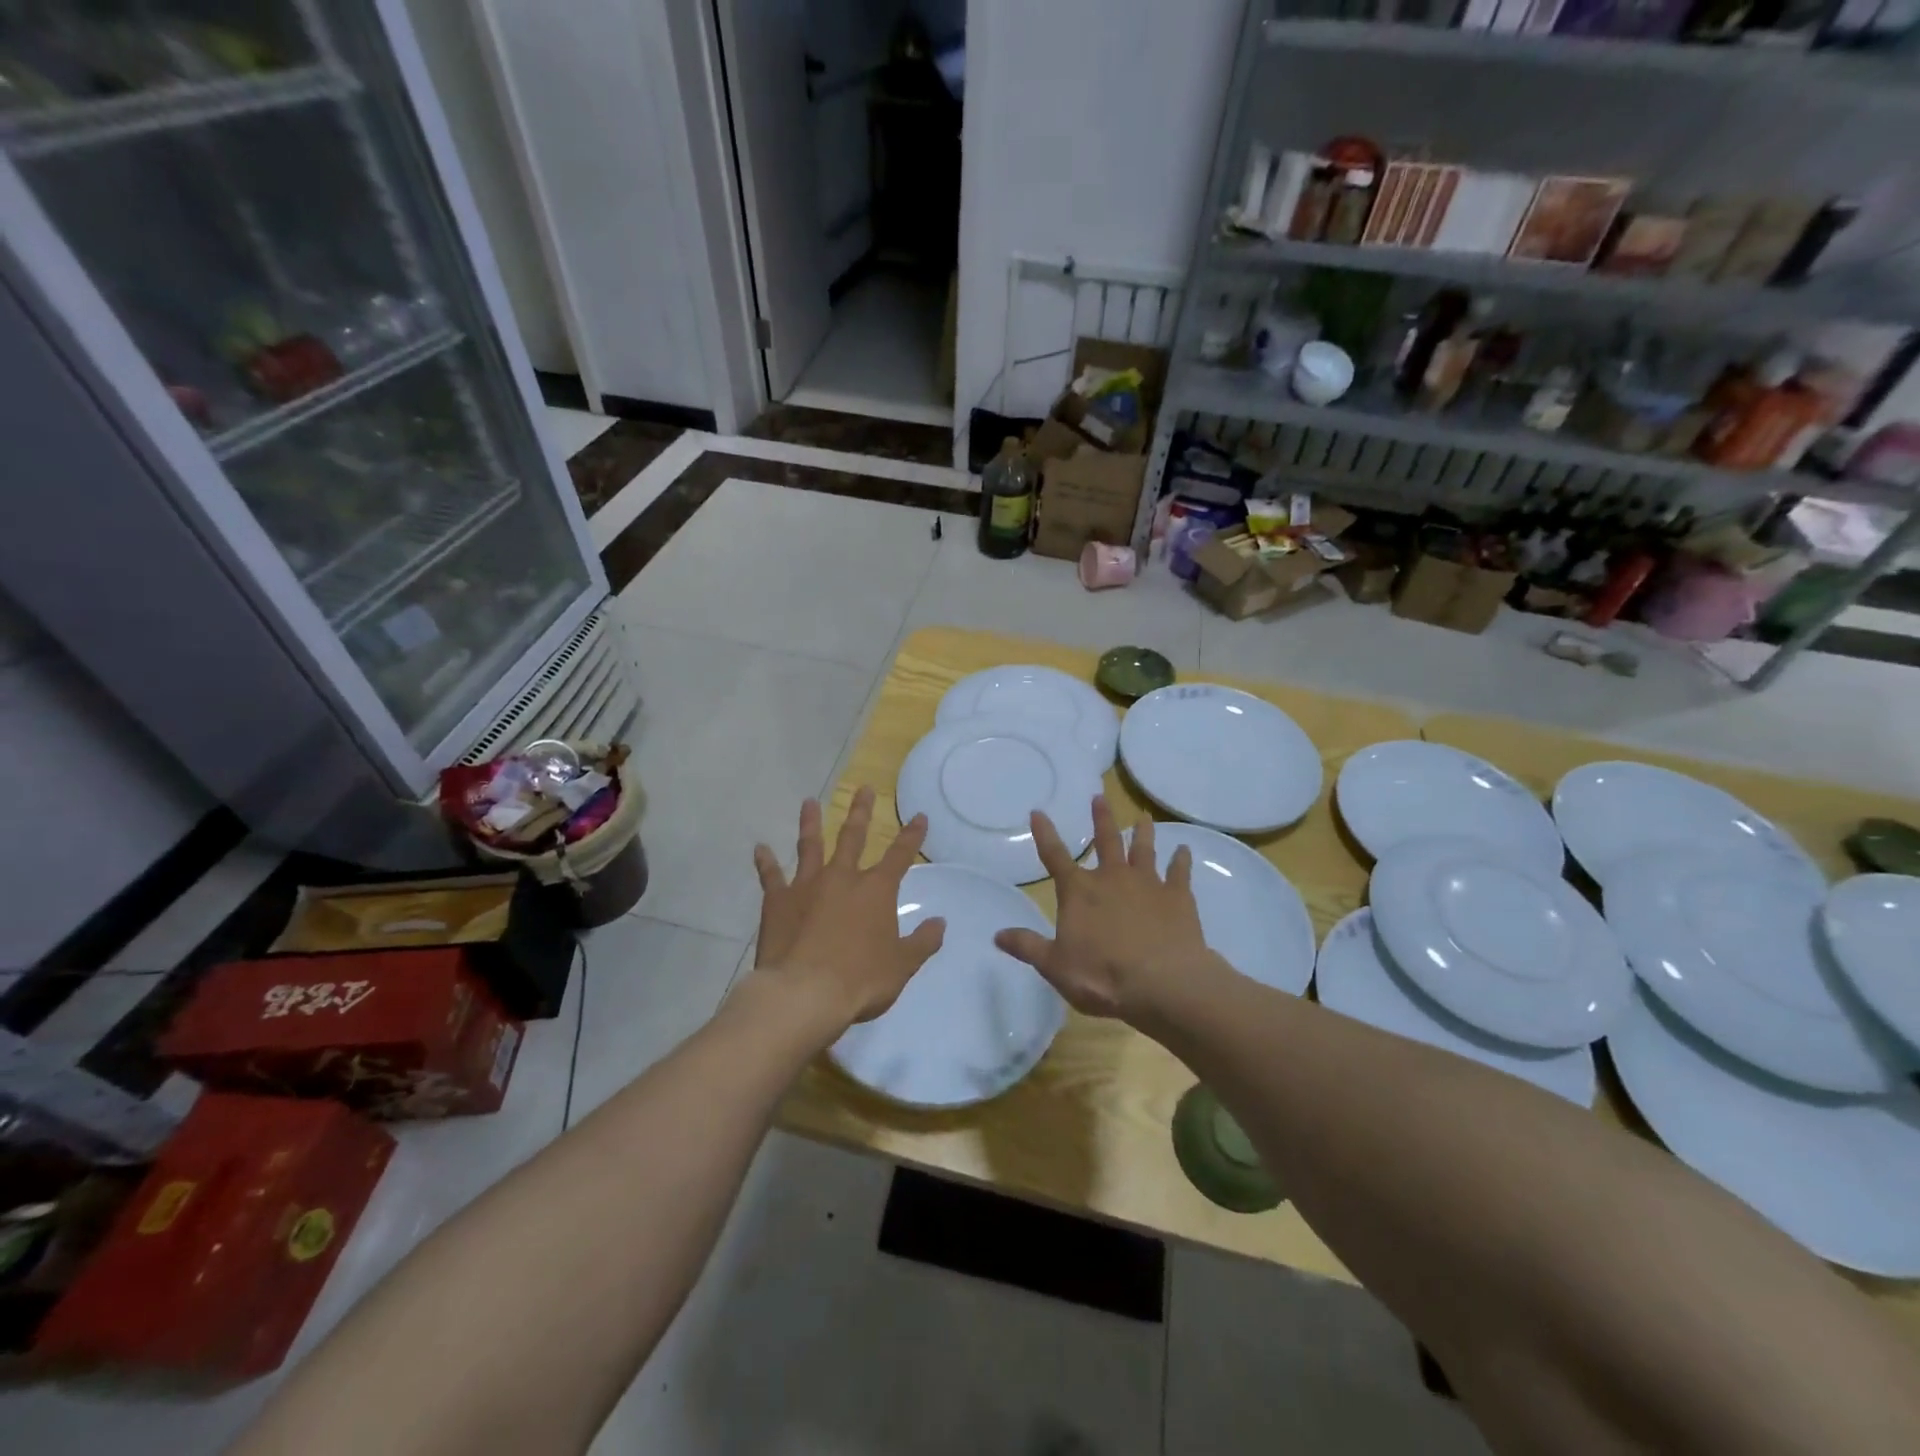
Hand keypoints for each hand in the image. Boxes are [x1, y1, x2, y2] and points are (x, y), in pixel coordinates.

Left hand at [746, 786, 945, 1036]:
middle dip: (861, 812)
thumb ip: (922, 942)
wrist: (804, 994)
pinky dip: (765, 862)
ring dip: (811, 822)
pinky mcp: (777, 901)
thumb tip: (940, 923)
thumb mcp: (902, 965)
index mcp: (875, 890)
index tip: (919, 816)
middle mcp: (842, 878)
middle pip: (853, 837)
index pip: (900, 856)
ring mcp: (806, 885)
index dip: (912, 836)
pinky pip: (771, 876)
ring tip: (809, 802)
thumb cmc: (860, 980)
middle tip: (864, 789)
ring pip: (810, 845)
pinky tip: (760, 848)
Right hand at [994, 797, 1209, 1020]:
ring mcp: (1148, 884)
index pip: (1055, 856)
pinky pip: (1179, 872)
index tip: (1038, 812)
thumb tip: (997, 935)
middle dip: (1101, 819)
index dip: (1045, 834)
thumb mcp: (1055, 966)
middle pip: (1105, 841)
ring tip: (1144, 817)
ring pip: (1144, 849)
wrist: (1163, 983)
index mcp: (1079, 891)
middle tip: (1100, 797)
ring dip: (1142, 833)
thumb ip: (1027, 947)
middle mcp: (1112, 878)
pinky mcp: (1178, 897)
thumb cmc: (1102, 976)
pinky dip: (1181, 860)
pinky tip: (1184, 851)